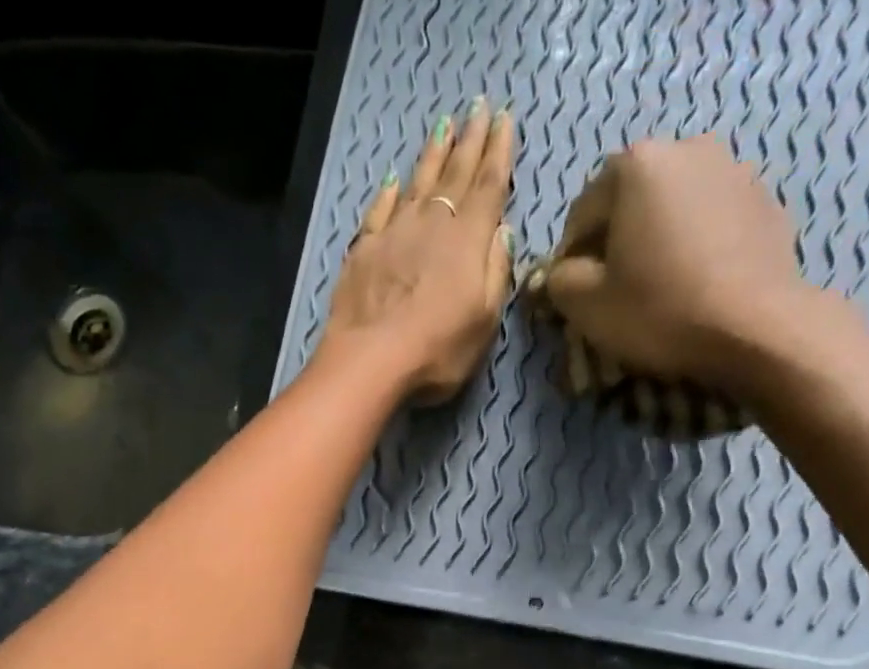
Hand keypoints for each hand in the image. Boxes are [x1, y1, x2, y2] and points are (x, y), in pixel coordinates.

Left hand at [316, 98, 516, 402]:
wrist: (370, 361)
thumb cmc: (437, 351)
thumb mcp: (484, 321)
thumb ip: (496, 273)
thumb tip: (503, 232)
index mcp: (469, 240)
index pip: (489, 186)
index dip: (499, 152)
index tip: (505, 119)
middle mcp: (433, 224)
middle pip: (456, 174)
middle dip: (470, 140)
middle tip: (479, 107)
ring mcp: (395, 234)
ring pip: (419, 183)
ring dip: (433, 155)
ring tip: (444, 127)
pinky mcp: (363, 251)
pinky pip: (380, 211)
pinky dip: (389, 193)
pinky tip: (394, 181)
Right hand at [545, 137, 832, 394]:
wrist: (754, 326)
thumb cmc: (659, 311)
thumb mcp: (586, 306)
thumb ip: (560, 280)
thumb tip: (562, 272)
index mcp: (636, 165)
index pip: (581, 214)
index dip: (569, 260)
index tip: (573, 297)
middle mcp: (686, 148)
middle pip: (629, 203)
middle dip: (615, 243)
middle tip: (613, 293)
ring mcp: (733, 169)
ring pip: (672, 210)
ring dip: (656, 242)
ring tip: (656, 289)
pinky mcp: (764, 201)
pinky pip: (710, 222)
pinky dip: (694, 247)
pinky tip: (693, 286)